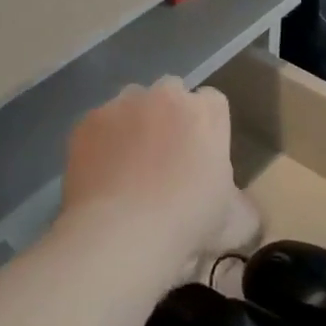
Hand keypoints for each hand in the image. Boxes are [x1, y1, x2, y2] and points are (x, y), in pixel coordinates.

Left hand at [59, 78, 251, 273]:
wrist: (122, 233)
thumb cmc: (187, 223)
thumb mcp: (234, 220)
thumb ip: (238, 201)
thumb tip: (236, 205)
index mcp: (207, 113)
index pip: (212, 102)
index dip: (206, 126)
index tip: (200, 153)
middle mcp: (166, 96)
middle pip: (170, 92)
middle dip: (169, 115)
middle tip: (164, 156)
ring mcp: (123, 105)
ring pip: (131, 103)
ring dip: (133, 123)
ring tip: (128, 164)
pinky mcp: (88, 121)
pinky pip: (99, 124)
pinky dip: (101, 142)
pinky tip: (101, 174)